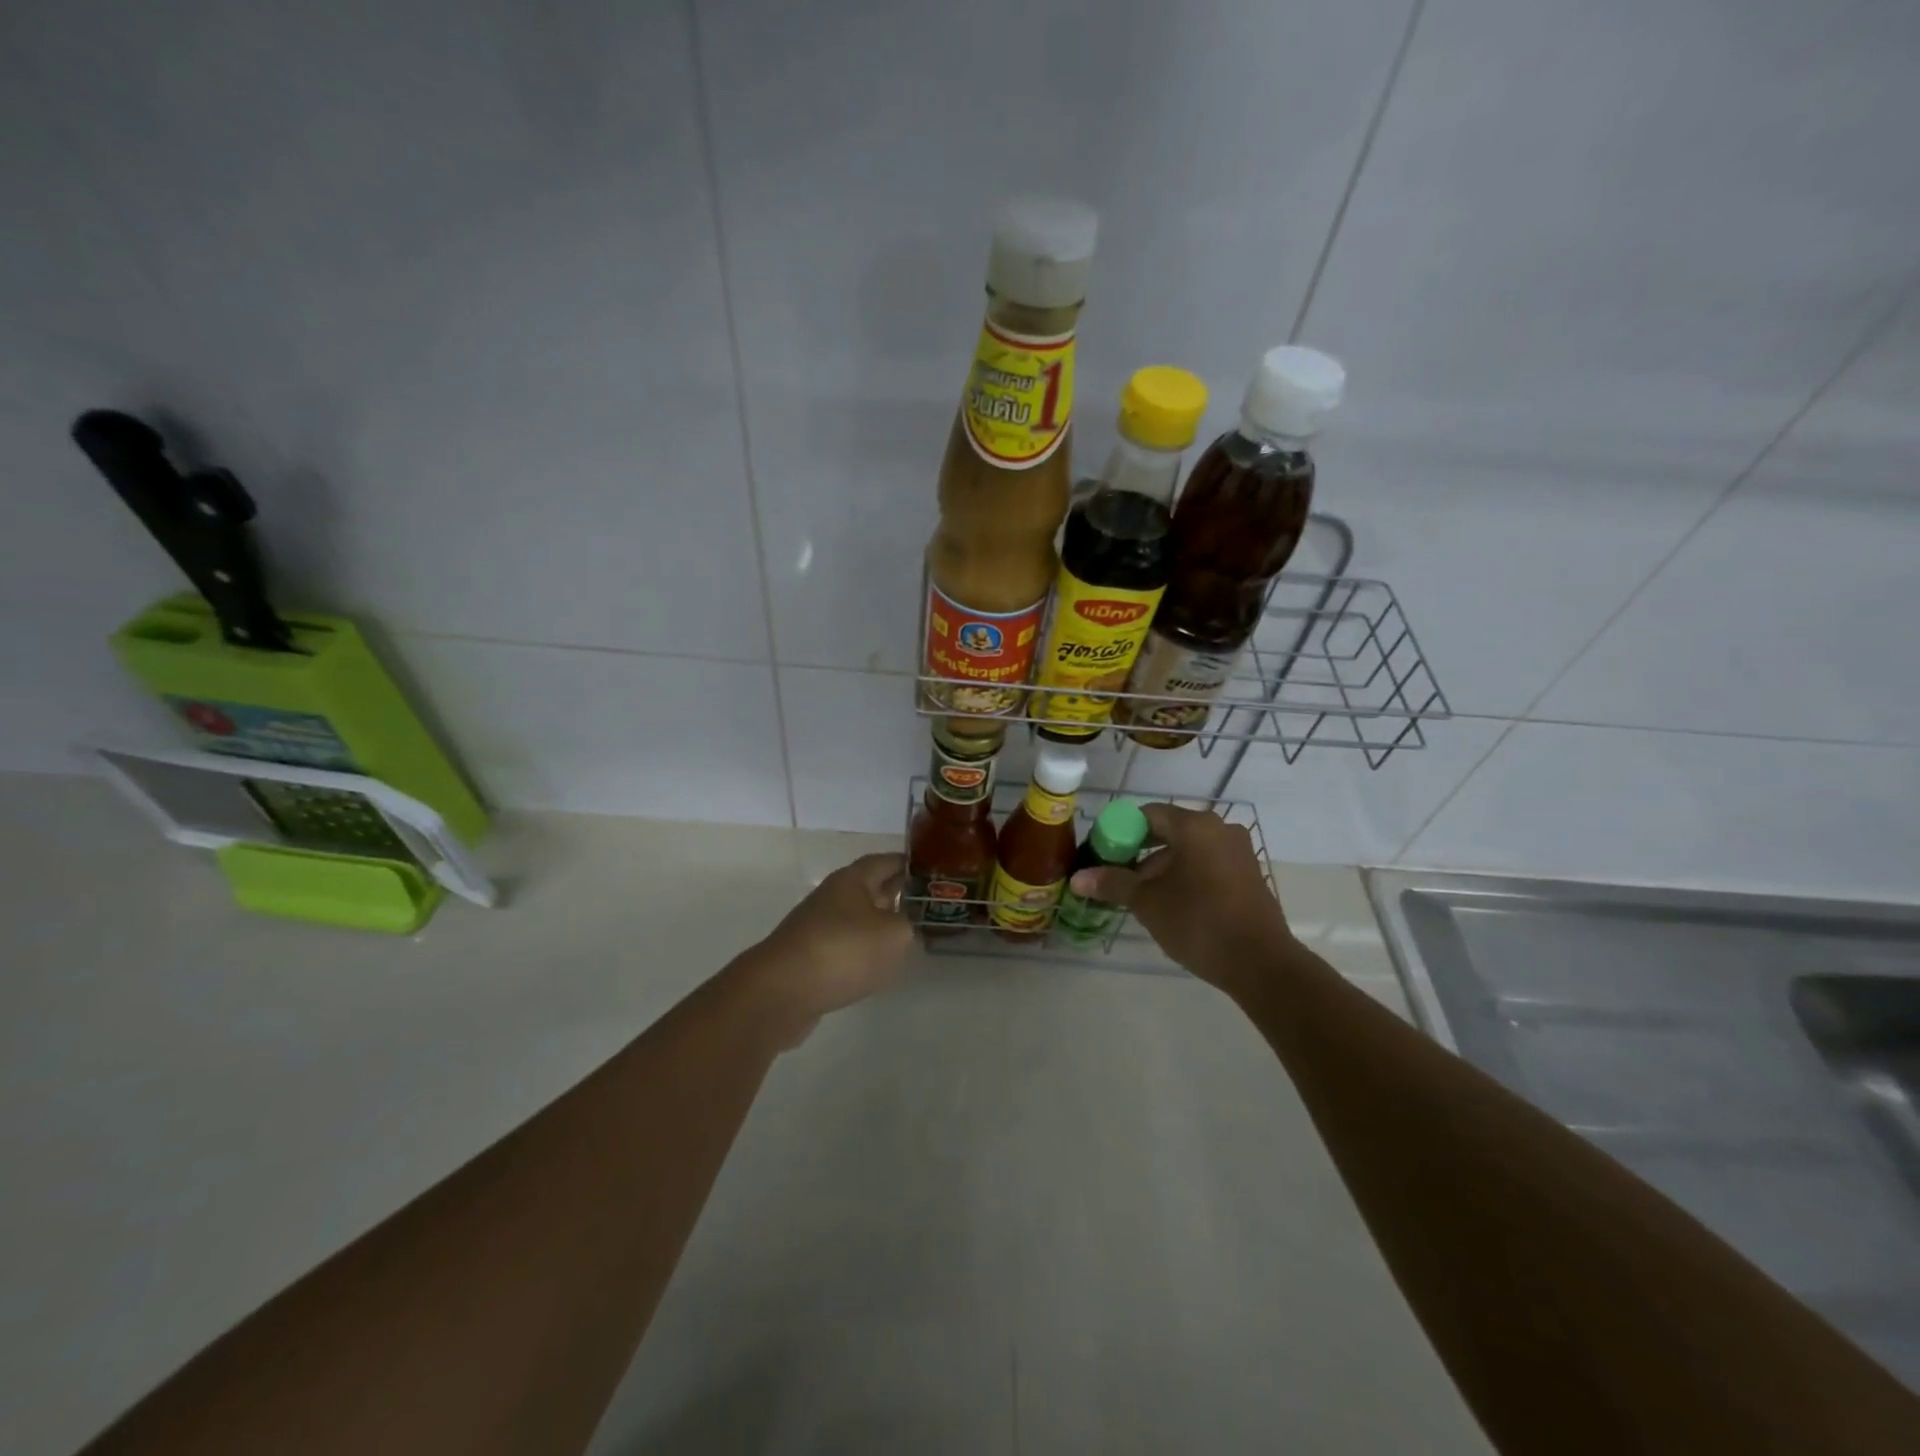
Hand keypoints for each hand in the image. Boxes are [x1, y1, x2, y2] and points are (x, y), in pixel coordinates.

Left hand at [733, 853, 913, 1044]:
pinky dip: (862, 950)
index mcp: (853, 879)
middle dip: (897, 894)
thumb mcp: (894, 934)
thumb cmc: (844, 950)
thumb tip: (902, 925)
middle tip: (927, 904)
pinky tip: (877, 965)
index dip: (909, 864)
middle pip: (871, 889)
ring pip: (858, 918)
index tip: (932, 872)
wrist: (782, 991)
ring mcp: (818, 927)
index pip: (886, 861)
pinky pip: (844, 945)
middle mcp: (833, 896)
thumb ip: (908, 925)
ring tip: (907, 936)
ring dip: (879, 924)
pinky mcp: (809, 957)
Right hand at [1068, 804, 1290, 991]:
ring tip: (1141, 897)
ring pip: (1188, 850)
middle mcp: (1220, 829)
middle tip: (1117, 877)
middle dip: (1140, 852)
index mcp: (1195, 826)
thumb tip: (1078, 878)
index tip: (1103, 855)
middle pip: (1168, 831)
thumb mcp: (1147, 902)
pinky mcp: (1249, 875)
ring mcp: (1239, 852)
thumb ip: (1112, 883)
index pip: (1146, 814)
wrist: (1261, 964)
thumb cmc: (1198, 922)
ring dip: (1162, 867)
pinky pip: (1208, 864)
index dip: (1119, 832)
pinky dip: (1186, 876)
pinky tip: (1173, 904)